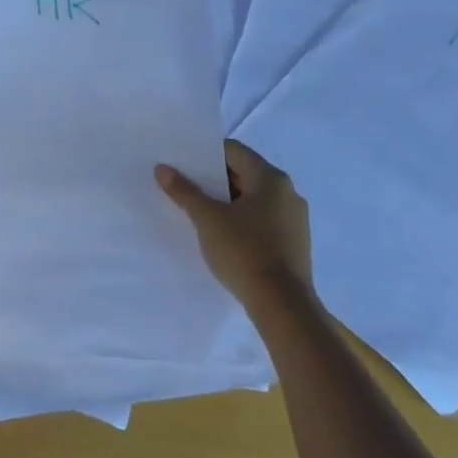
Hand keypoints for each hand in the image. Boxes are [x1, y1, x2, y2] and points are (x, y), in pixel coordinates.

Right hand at [156, 141, 312, 311]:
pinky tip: (224, 235)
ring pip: (254, 198)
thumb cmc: (244, 251)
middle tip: (187, 187)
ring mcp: (295, 219)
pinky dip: (243, 220)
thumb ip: (184, 191)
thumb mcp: (207, 219)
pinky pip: (263, 219)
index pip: (234, 151)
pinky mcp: (295, 243)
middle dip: (215, 179)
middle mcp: (288, 192)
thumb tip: (162, 168)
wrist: (283, 307)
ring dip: (228, 201)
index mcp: (271, 178)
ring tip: (200, 212)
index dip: (206, 155)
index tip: (184, 165)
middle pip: (245, 173)